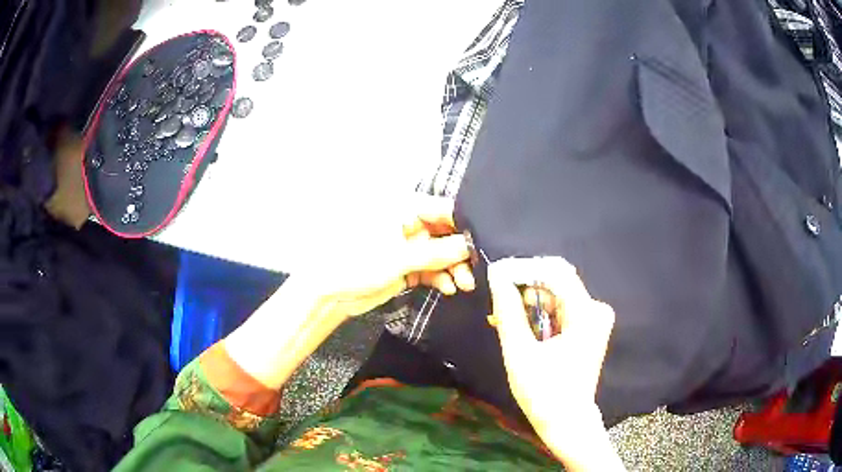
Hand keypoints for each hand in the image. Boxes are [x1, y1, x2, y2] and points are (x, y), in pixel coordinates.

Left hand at [223, 195, 474, 390]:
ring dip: (454, 268)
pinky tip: (448, 288)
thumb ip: (435, 252)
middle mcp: (408, 225)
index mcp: (403, 210)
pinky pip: (432, 269)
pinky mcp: (406, 267)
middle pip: (445, 234)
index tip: (481, 240)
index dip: (463, 224)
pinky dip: (442, 278)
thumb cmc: (356, 264)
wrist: (330, 294)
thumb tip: (468, 246)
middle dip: (461, 252)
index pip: (442, 210)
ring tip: (464, 284)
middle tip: (475, 269)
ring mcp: (407, 247)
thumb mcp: (398, 257)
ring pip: (441, 254)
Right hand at [487, 257, 621, 469]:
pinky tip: (520, 327)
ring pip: (555, 295)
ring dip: (528, 303)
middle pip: (556, 281)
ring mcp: (593, 319)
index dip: (524, 268)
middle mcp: (594, 309)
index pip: (555, 271)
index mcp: (585, 313)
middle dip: (524, 287)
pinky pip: (559, 309)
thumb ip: (508, 312)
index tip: (496, 275)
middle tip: (498, 303)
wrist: (566, 421)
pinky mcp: (587, 328)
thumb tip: (497, 276)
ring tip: (503, 320)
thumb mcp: (520, 352)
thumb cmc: (543, 392)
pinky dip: (538, 314)